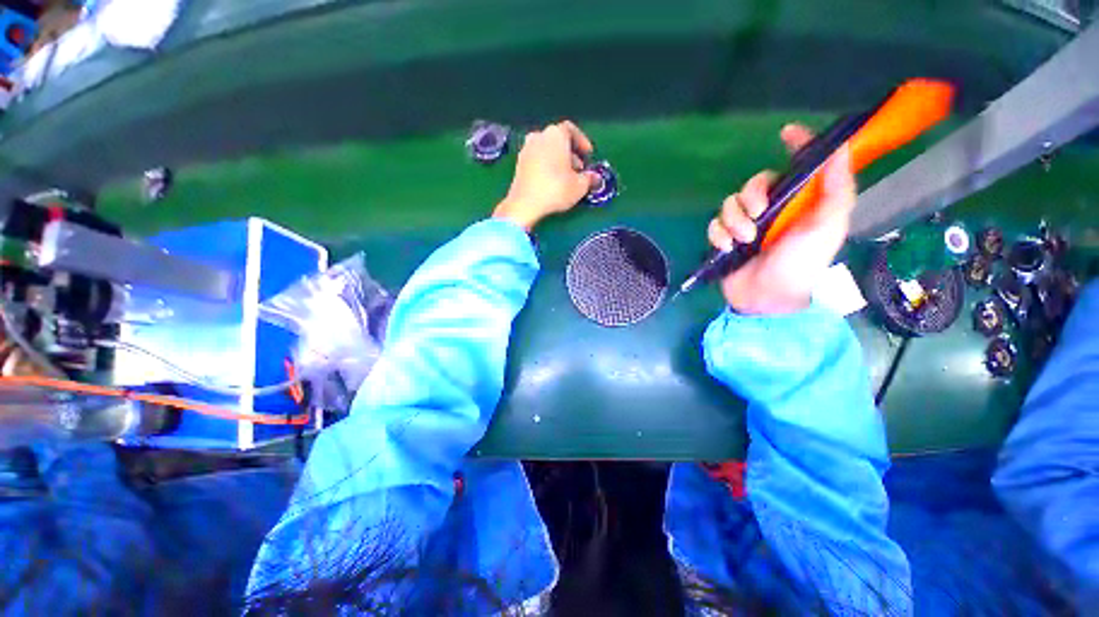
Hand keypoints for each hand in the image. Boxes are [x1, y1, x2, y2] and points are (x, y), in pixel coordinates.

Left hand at [493, 121, 601, 230]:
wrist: (525, 204)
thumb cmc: (556, 189)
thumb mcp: (580, 186)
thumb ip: (590, 179)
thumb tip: (595, 178)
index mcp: (555, 134)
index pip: (571, 130)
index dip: (582, 142)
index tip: (589, 156)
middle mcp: (539, 136)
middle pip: (558, 140)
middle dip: (570, 154)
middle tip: (579, 170)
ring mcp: (526, 149)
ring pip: (547, 150)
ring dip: (558, 161)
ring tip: (566, 178)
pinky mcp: (518, 164)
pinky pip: (537, 160)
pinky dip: (546, 167)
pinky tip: (552, 183)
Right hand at [708, 124, 855, 314]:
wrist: (769, 298)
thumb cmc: (802, 263)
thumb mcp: (827, 226)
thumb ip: (836, 189)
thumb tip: (839, 148)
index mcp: (800, 203)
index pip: (799, 166)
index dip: (798, 145)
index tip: (787, 133)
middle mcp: (773, 210)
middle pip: (754, 183)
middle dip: (752, 196)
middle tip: (758, 215)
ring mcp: (747, 226)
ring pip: (729, 204)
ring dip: (734, 220)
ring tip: (744, 240)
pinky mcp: (726, 240)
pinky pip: (714, 225)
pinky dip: (718, 235)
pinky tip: (727, 248)